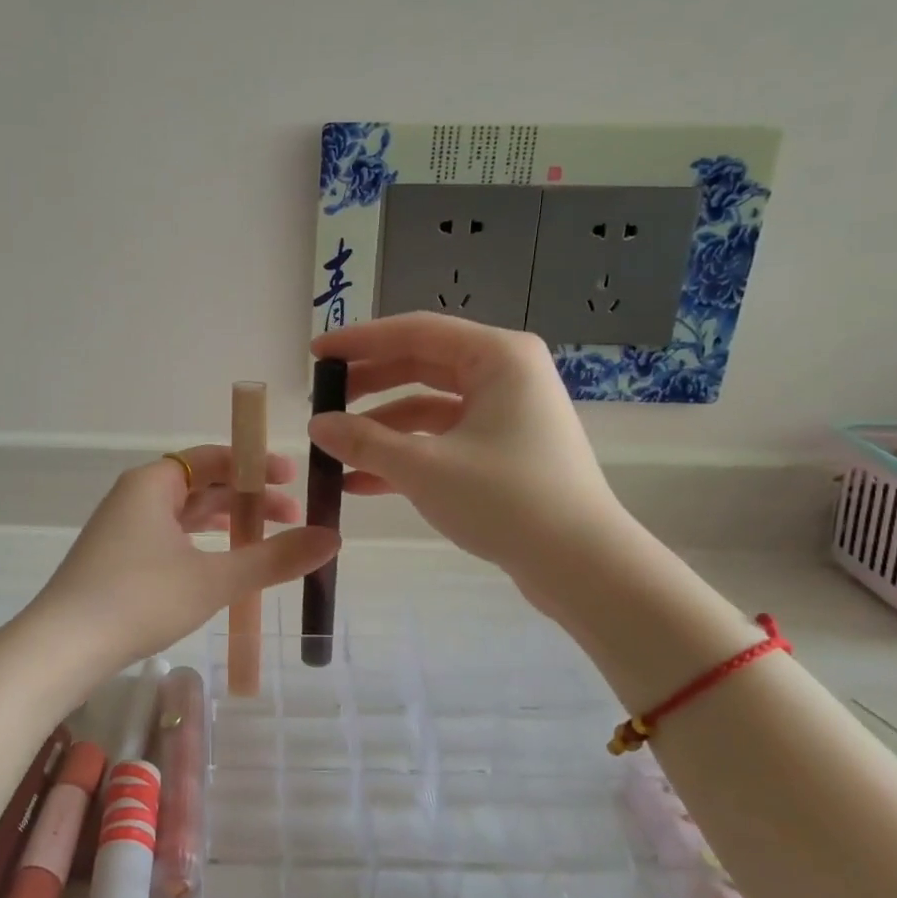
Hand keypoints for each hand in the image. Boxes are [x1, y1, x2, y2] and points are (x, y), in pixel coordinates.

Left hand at [26, 445, 339, 674]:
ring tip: (265, 543)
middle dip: (248, 500)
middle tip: (291, 519)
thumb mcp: (214, 579)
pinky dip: (202, 546)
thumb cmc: (139, 598)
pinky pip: (170, 539)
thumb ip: (273, 559)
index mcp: (154, 483)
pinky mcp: (116, 561)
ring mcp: (122, 530)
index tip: (293, 478)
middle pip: (201, 486)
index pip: (213, 457)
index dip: (256, 465)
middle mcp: (135, 497)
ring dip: (226, 525)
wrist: (63, 647)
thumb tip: (333, 539)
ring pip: (185, 516)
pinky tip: (221, 568)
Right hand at [306, 313, 630, 610]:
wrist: (581, 565)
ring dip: (382, 428)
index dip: (359, 342)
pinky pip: (443, 440)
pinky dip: (406, 455)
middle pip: (421, 365)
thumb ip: (364, 442)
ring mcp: (506, 415)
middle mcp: (505, 375)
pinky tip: (361, 483)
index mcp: (497, 357)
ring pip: (429, 408)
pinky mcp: (503, 452)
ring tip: (335, 450)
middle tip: (322, 402)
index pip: (415, 332)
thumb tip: (317, 426)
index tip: (316, 355)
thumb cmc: (505, 500)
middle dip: (368, 385)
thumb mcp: (423, 467)